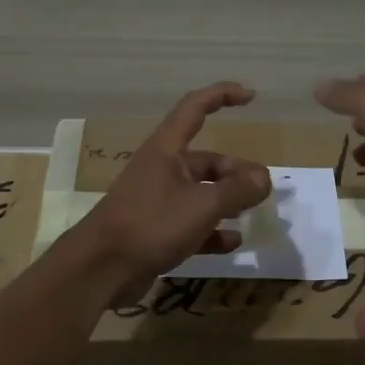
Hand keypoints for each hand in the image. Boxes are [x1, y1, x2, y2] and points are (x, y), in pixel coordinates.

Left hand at [75, 82, 273, 305]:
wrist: (100, 268)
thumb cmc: (151, 224)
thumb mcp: (202, 205)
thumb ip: (237, 190)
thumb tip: (263, 178)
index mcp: (167, 150)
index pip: (195, 108)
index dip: (222, 95)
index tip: (251, 96)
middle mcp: (161, 170)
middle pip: (206, 161)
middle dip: (236, 172)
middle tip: (262, 191)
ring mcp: (157, 202)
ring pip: (200, 194)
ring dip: (227, 201)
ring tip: (252, 213)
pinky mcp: (155, 231)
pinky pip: (191, 225)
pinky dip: (213, 231)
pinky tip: (232, 242)